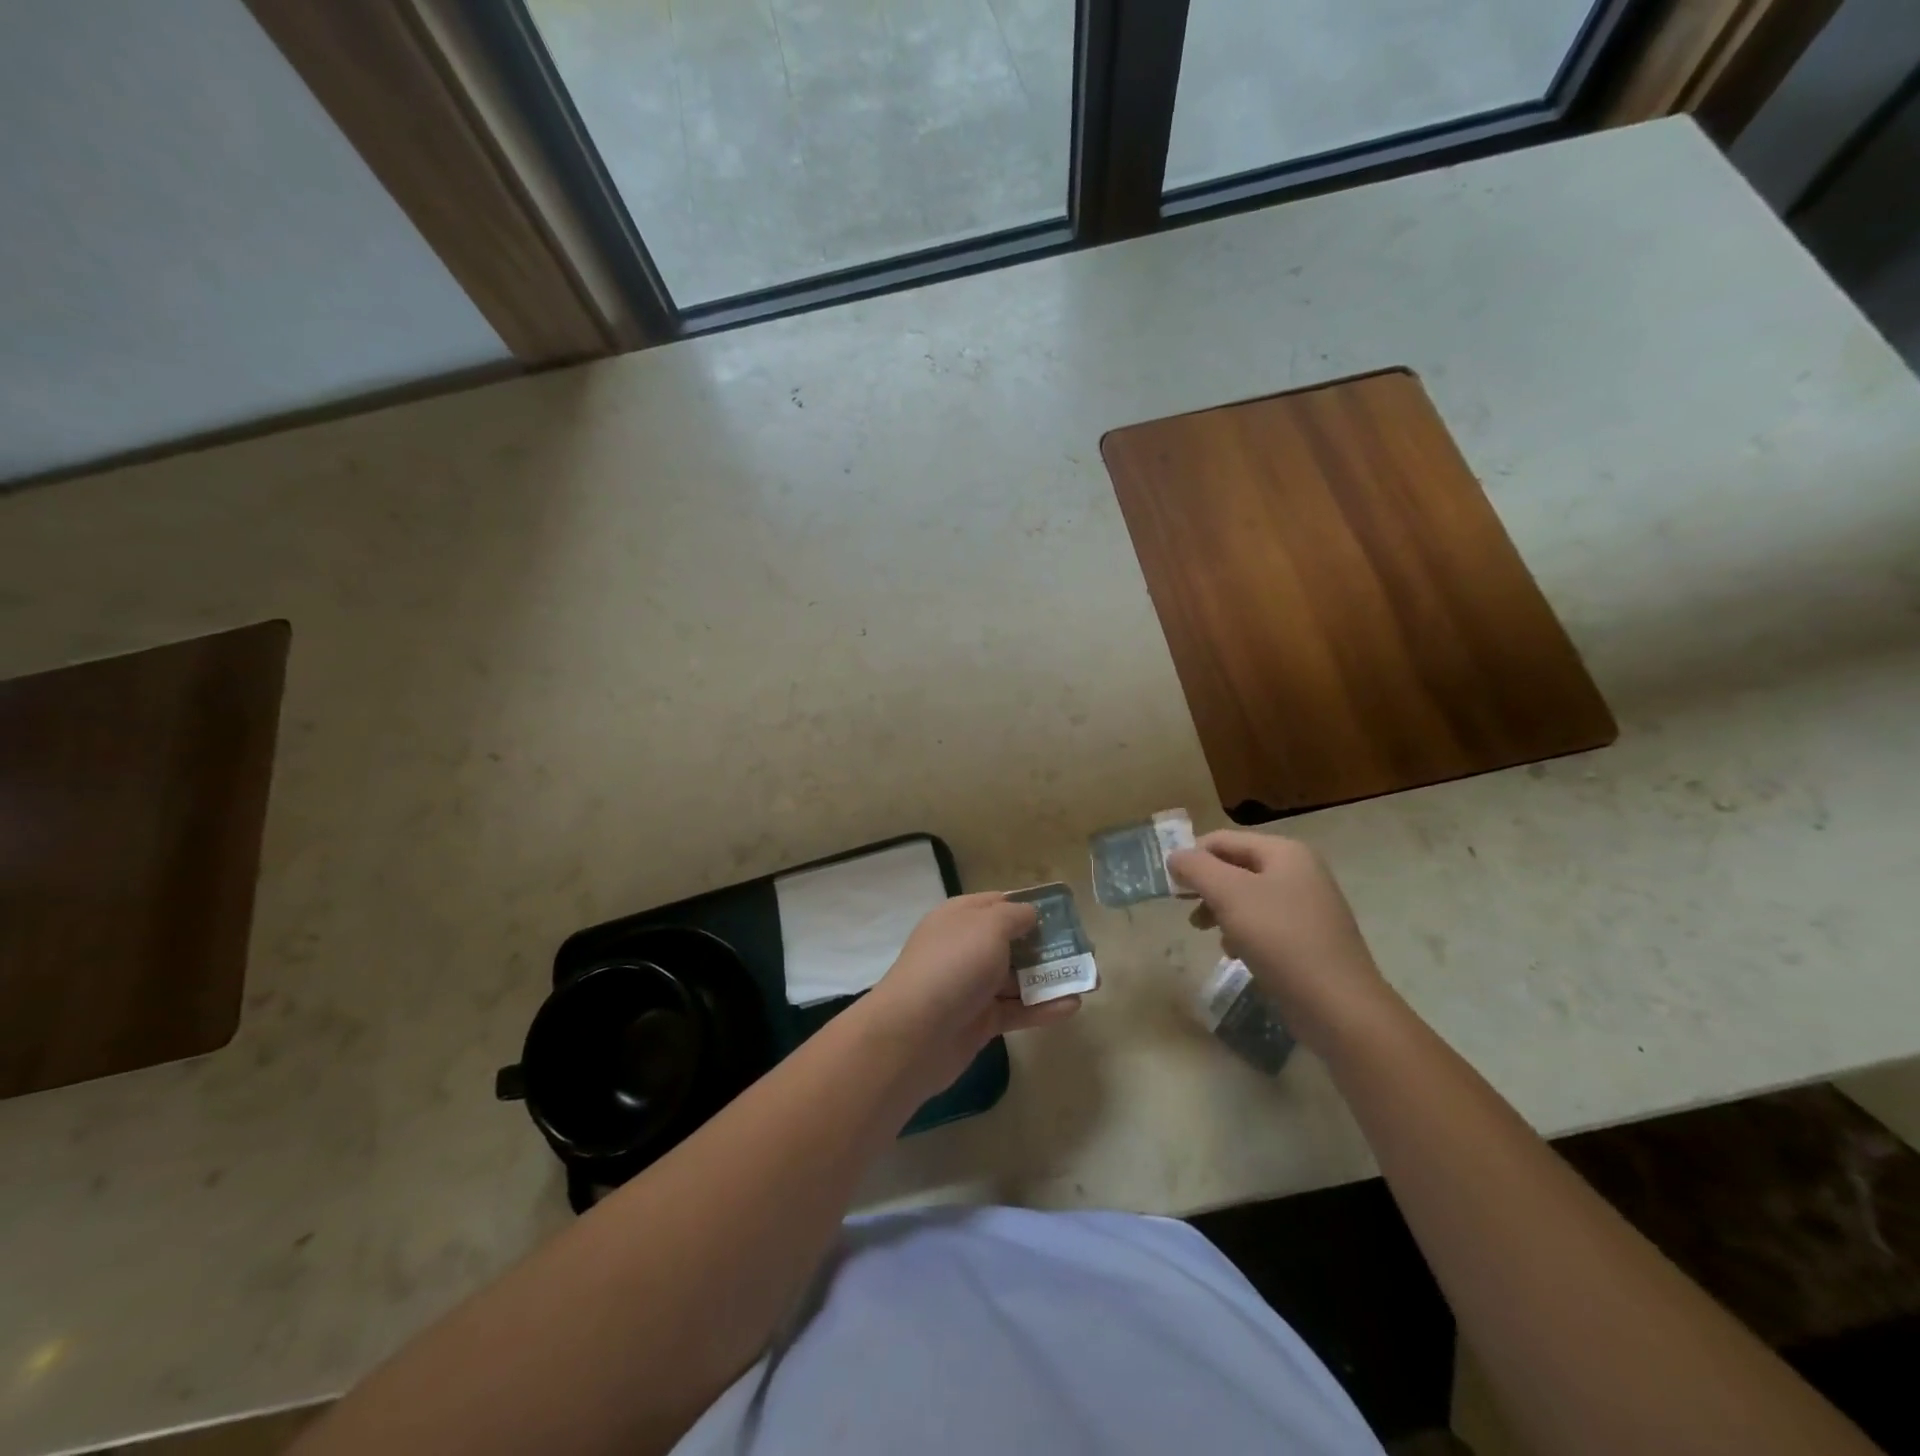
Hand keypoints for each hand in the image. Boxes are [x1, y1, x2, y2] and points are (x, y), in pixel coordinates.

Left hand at [860, 893, 1080, 1099]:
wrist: (913, 1033)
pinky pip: (1018, 1010)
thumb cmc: (953, 965)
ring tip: (1091, 981)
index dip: (1031, 906)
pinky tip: (1073, 1006)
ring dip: (1052, 978)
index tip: (1065, 914)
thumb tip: (1030, 915)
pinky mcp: (980, 1021)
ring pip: (1019, 978)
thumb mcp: (988, 926)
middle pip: (1014, 942)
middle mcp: (966, 947)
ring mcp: (973, 986)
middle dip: (1049, 946)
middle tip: (1086, 951)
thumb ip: (1015, 916)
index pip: (1000, 903)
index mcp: (961, 917)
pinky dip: (1043, 1008)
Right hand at [1167, 830, 1390, 1047]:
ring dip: (1220, 910)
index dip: (1192, 857)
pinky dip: (1242, 932)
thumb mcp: (1230, 895)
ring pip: (1247, 897)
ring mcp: (1307, 906)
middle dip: (1206, 886)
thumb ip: (1197, 868)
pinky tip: (1234, 953)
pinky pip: (1264, 923)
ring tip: (1205, 932)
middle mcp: (1300, 871)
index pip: (1223, 840)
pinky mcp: (1309, 939)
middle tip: (1184, 909)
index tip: (1170, 886)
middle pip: (1235, 867)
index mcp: (1285, 852)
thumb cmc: (1281, 939)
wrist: (1339, 1007)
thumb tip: (1174, 856)